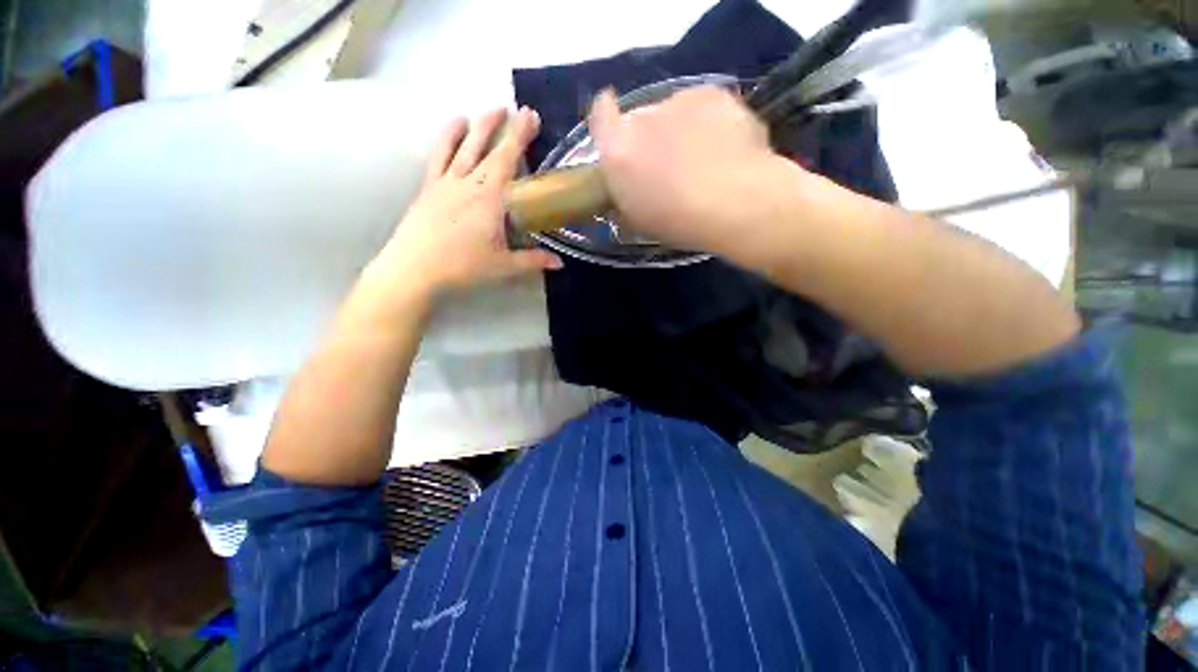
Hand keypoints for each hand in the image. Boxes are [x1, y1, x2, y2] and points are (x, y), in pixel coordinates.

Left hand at [372, 107, 561, 296]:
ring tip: (486, 110)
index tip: (531, 115)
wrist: (414, 269)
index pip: (508, 160)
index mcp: (489, 198)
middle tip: (515, 108)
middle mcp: (467, 182)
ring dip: (476, 125)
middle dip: (502, 125)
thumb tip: (559, 263)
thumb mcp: (504, 266)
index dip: (520, 136)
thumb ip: (533, 261)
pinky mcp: (429, 188)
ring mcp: (445, 182)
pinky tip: (453, 126)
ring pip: (462, 145)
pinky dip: (447, 138)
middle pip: (486, 147)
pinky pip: (438, 155)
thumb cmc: (463, 267)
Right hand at [588, 87, 802, 261]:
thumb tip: (626, 192)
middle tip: (668, 165)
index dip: (606, 118)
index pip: (600, 114)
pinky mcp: (714, 94)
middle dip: (648, 138)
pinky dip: (708, 123)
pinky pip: (703, 107)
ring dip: (679, 130)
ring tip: (702, 159)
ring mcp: (680, 100)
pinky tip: (723, 147)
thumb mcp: (639, 221)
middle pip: (639, 119)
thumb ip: (625, 197)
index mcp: (618, 150)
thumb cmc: (679, 222)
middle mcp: (643, 117)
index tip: (616, 130)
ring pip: (673, 112)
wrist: (735, 203)